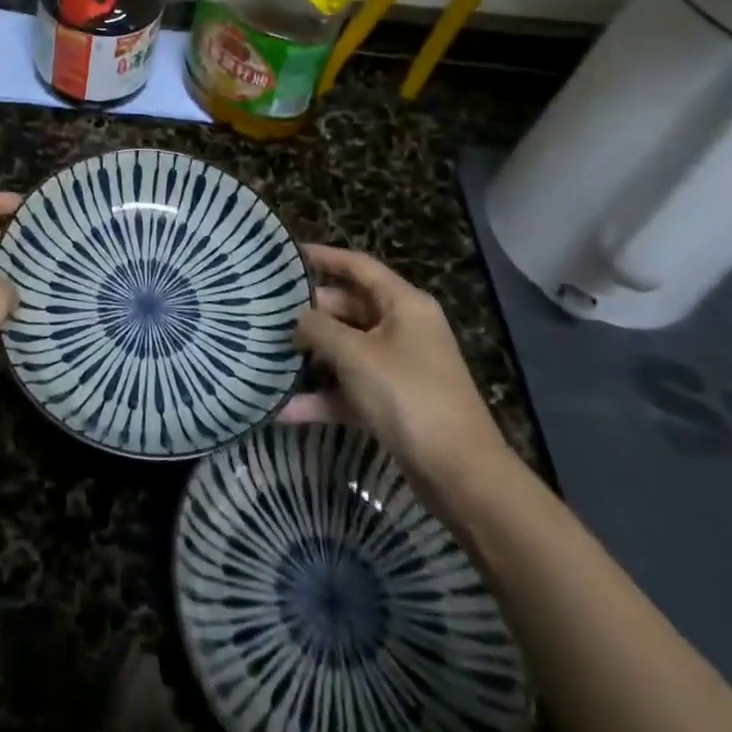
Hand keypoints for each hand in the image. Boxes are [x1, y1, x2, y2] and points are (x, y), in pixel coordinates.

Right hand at [283, 244, 519, 515]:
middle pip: (350, 307)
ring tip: (271, 353)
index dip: (324, 257)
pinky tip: (286, 409)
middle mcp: (404, 329)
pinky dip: (324, 397)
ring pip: (348, 349)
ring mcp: (400, 367)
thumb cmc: (407, 396)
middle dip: (312, 311)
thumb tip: (298, 318)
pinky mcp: (394, 403)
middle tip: (270, 310)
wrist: (460, 475)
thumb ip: (319, 328)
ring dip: (314, 356)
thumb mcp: (355, 354)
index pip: (359, 266)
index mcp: (404, 305)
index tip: (288, 255)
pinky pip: (351, 388)